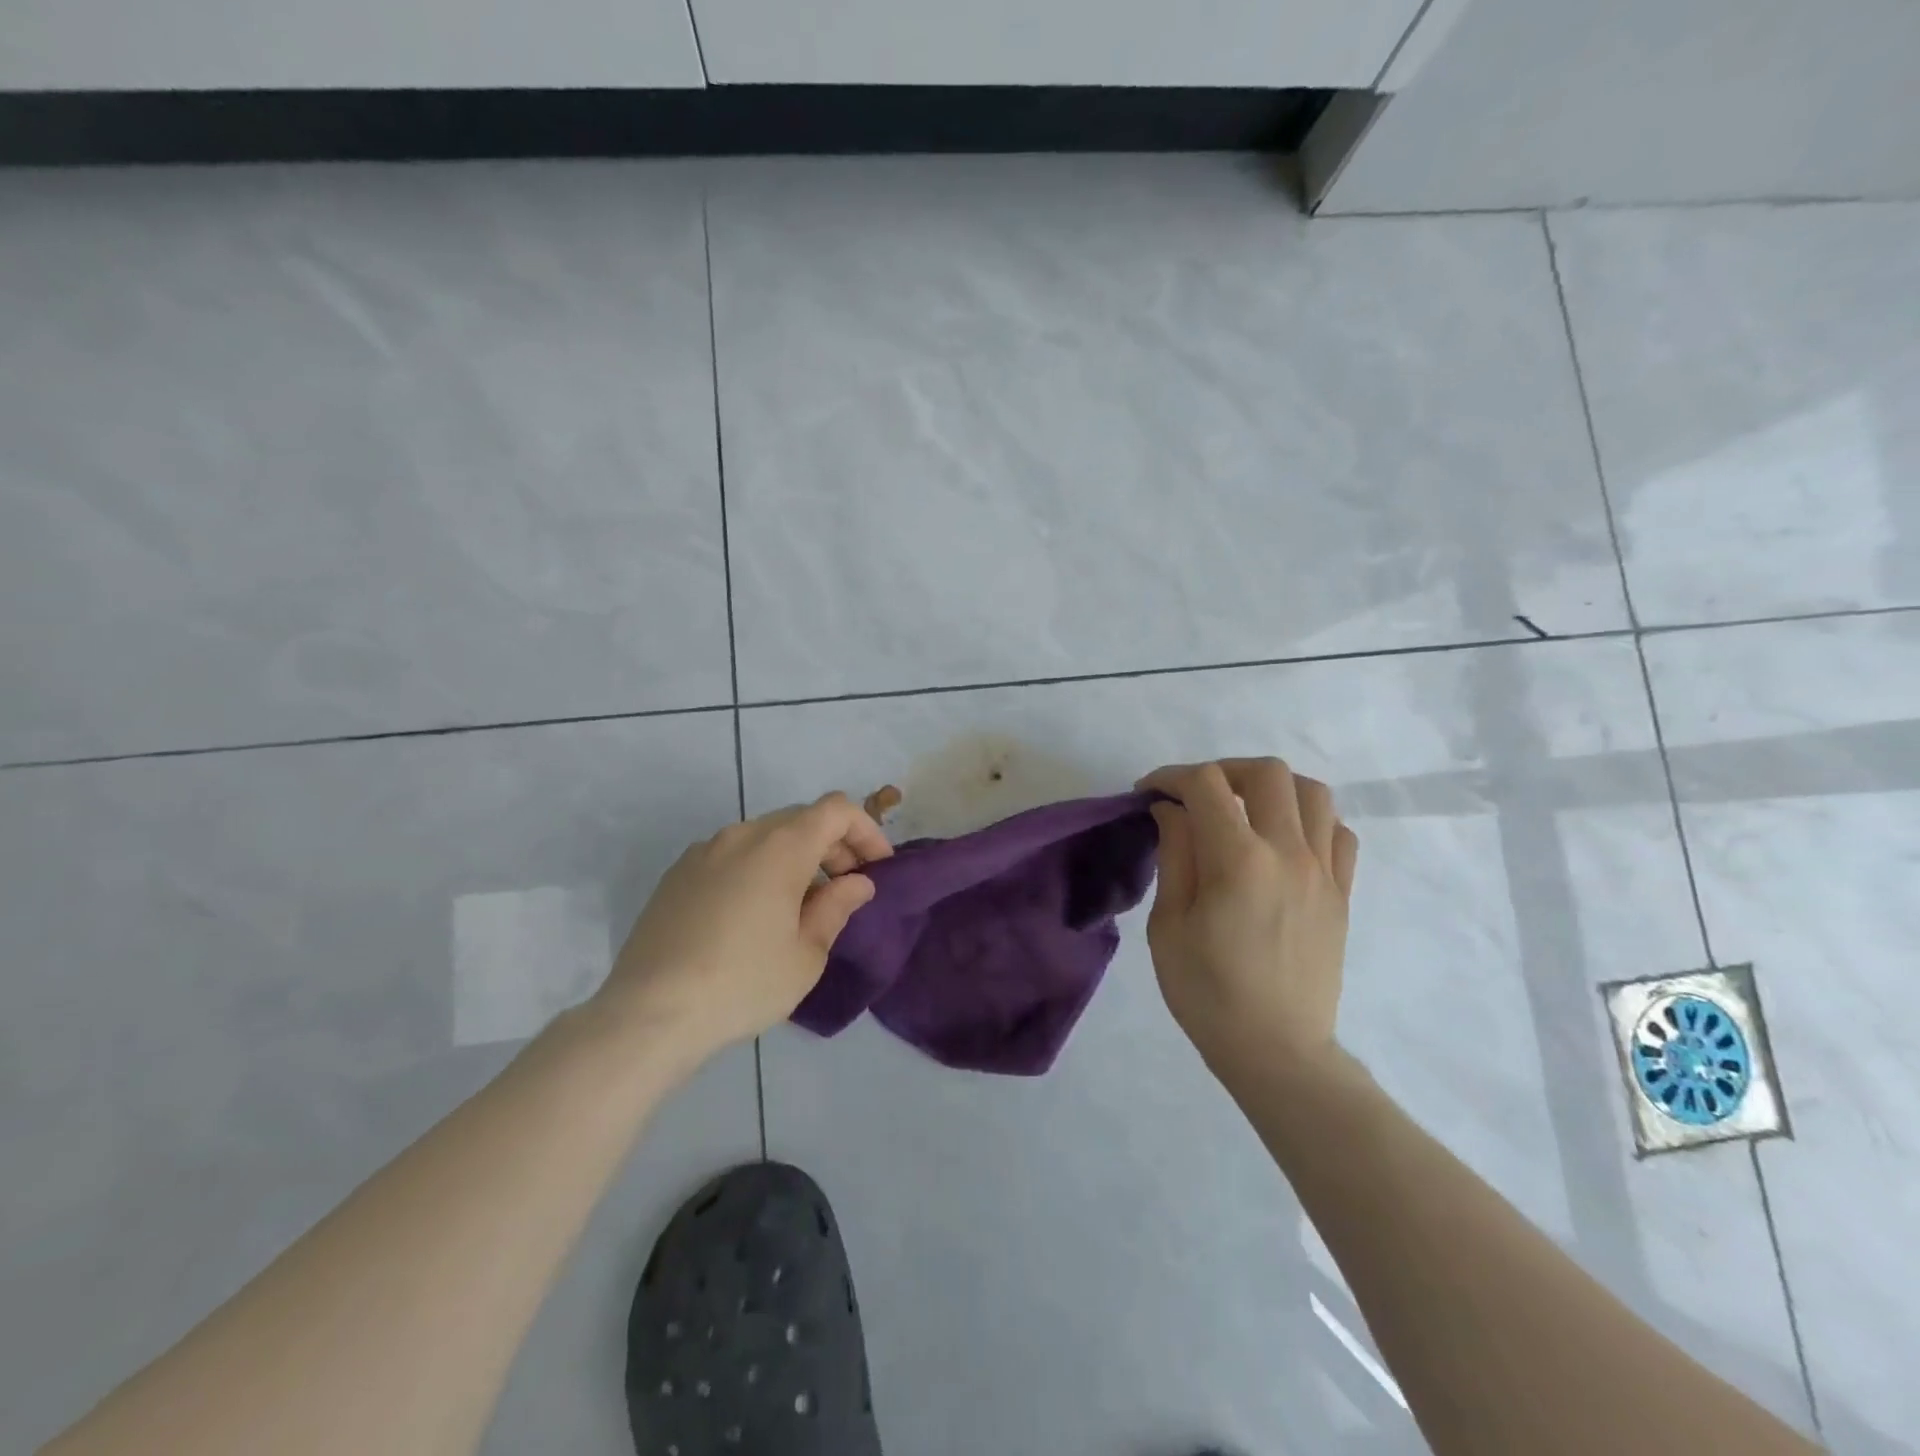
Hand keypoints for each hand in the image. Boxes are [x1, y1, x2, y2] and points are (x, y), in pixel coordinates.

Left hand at [597, 793, 891, 1064]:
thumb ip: (837, 906)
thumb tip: (857, 882)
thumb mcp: (806, 953)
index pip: (837, 810)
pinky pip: (732, 855)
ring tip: (801, 904)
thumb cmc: (743, 983)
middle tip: (846, 888)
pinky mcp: (677, 874)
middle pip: (801, 819)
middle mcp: (742, 835)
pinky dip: (759, 867)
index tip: (877, 868)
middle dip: (833, 845)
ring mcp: (704, 851)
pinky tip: (754, 914)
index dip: (866, 831)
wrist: (649, 1014)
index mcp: (780, 847)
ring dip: (795, 857)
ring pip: (765, 836)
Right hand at [1137, 758, 1358, 1077]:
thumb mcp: (1169, 925)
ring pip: (1313, 793)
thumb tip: (1172, 810)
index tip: (1148, 793)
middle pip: (1267, 773)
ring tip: (1243, 810)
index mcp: (1239, 861)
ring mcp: (1324, 872)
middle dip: (1222, 770)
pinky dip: (1310, 820)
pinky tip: (1283, 841)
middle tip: (1195, 795)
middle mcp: (1289, 853)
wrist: (1277, 1050)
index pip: (1206, 785)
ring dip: (1272, 788)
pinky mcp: (1343, 894)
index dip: (1170, 777)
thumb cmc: (1207, 992)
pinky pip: (1339, 833)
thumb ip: (1175, 855)